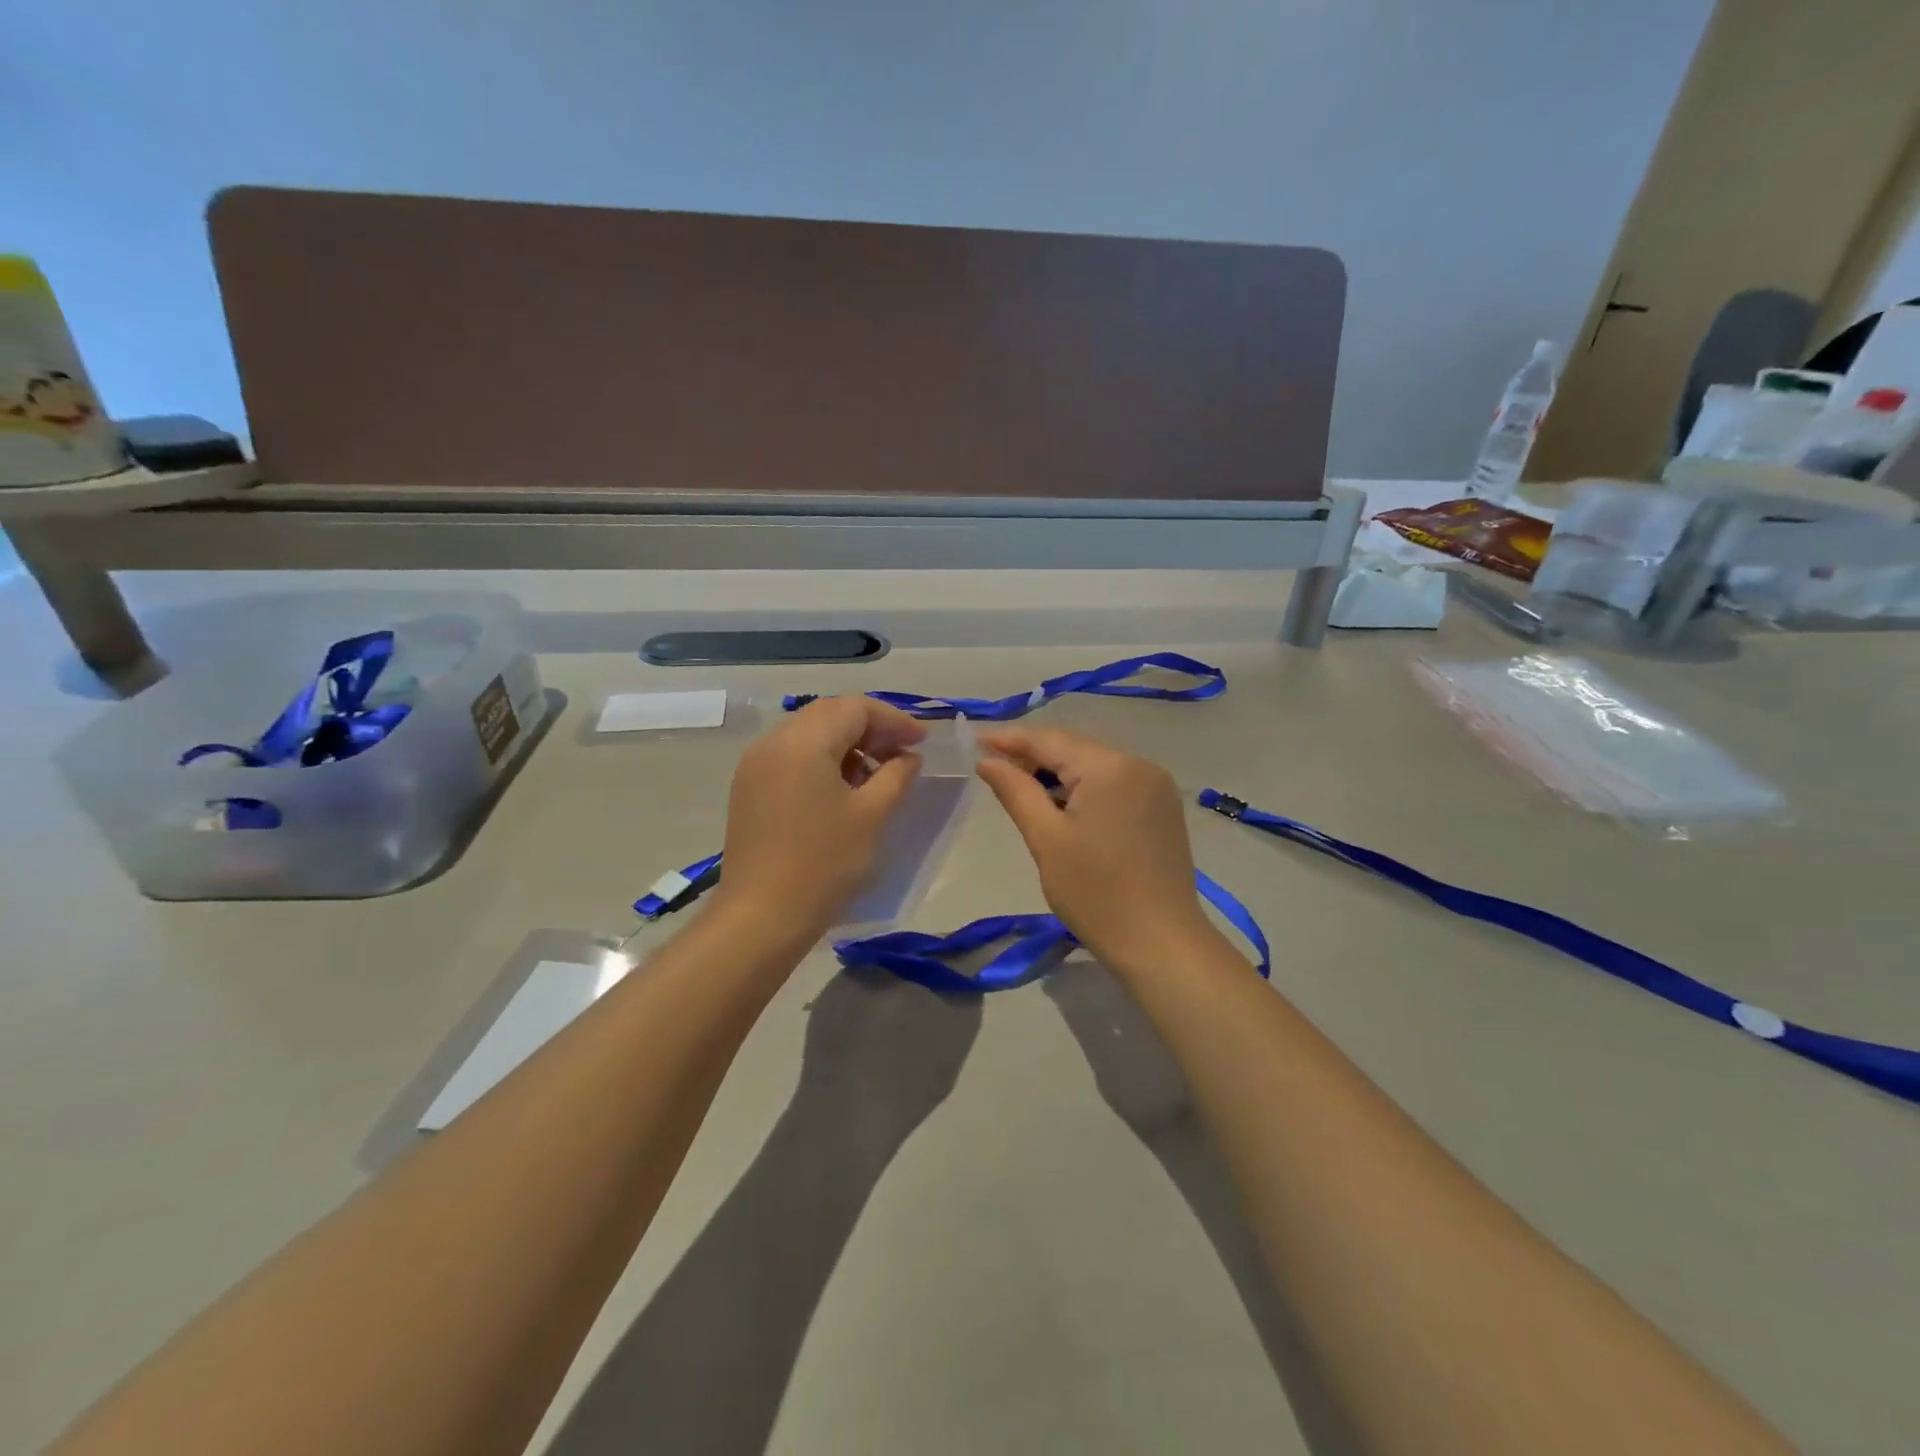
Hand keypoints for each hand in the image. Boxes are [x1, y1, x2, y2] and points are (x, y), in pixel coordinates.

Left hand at [715, 697, 925, 938]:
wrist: (761, 916)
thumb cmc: (823, 864)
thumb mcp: (872, 815)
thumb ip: (897, 775)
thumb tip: (907, 756)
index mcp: (803, 742)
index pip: (855, 707)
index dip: (893, 720)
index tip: (921, 742)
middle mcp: (773, 742)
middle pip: (829, 714)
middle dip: (870, 728)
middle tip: (902, 754)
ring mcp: (755, 764)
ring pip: (809, 733)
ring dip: (846, 744)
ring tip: (875, 774)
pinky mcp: (749, 787)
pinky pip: (791, 756)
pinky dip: (822, 760)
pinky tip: (842, 789)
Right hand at [975, 727, 1211, 978]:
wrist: (1161, 943)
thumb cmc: (1096, 894)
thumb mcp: (1047, 840)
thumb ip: (1016, 791)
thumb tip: (988, 761)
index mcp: (1110, 767)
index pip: (1050, 740)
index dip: (1010, 739)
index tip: (976, 742)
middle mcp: (1138, 764)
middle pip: (1075, 749)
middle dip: (1033, 755)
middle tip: (993, 767)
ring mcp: (1156, 785)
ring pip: (1094, 765)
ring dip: (1058, 772)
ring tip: (1021, 786)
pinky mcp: (1162, 807)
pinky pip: (1114, 782)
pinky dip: (1084, 787)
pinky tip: (1062, 803)